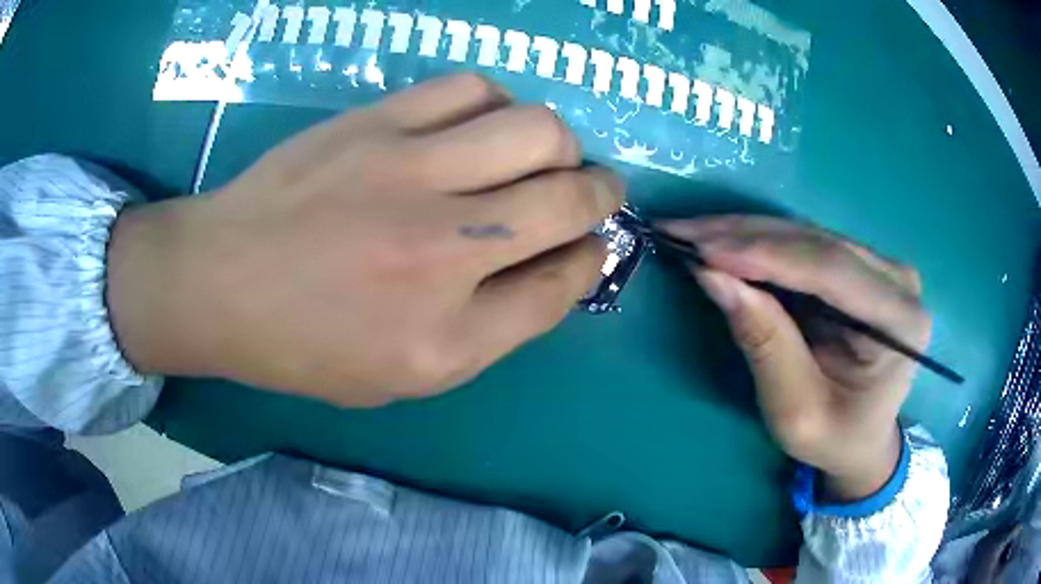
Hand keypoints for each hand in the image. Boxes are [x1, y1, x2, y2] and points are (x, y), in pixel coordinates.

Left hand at [106, 74, 623, 406]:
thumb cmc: (305, 344)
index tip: (591, 246)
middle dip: (602, 194)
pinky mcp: (376, 123)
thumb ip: (490, 328)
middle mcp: (442, 255)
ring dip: (558, 144)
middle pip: (569, 200)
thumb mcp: (403, 375)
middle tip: (593, 191)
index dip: (592, 258)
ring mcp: (408, 174)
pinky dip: (496, 105)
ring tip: (537, 155)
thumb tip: (556, 264)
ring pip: (536, 129)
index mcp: (447, 339)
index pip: (563, 284)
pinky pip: (471, 89)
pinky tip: (479, 125)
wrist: (219, 283)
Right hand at [661, 216, 930, 500]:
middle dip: (745, 238)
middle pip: (817, 244)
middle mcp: (898, 281)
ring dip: (746, 235)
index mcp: (901, 322)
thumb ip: (764, 343)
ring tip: (691, 233)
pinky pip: (806, 246)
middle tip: (681, 232)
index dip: (766, 255)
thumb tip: (713, 277)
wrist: (863, 439)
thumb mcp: (796, 410)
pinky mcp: (861, 265)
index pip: (832, 271)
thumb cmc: (835, 438)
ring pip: (807, 236)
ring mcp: (881, 267)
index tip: (704, 250)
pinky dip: (760, 244)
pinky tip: (723, 242)